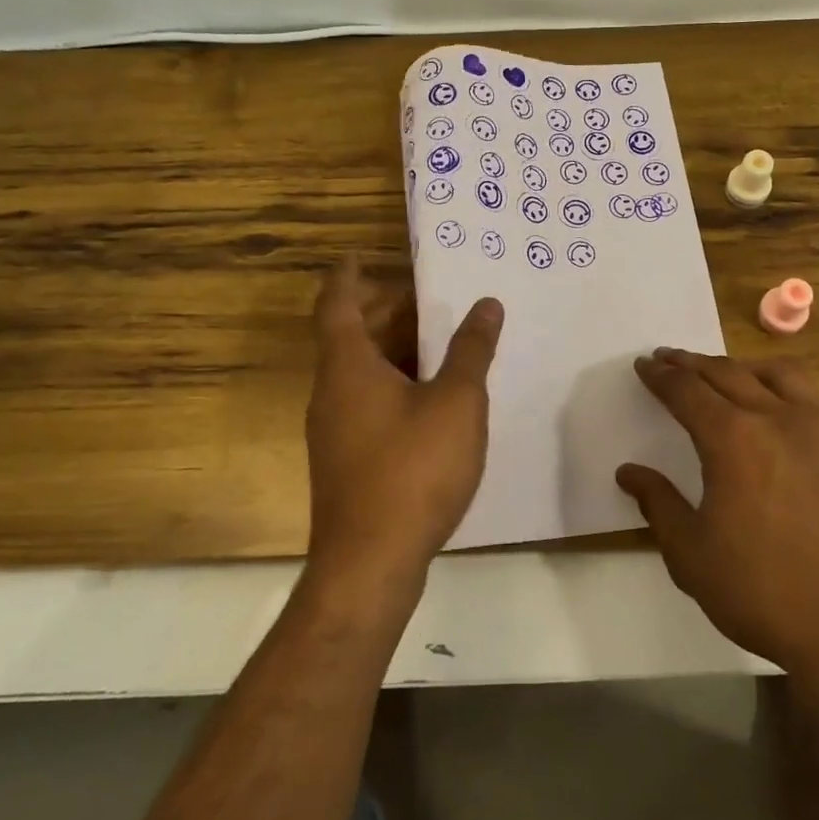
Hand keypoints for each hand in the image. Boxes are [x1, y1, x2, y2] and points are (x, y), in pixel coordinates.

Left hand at [304, 256, 502, 590]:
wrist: (369, 564)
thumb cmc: (412, 469)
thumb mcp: (455, 402)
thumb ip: (470, 350)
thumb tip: (486, 304)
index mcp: (347, 366)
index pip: (336, 303)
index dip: (347, 275)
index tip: (358, 255)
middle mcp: (332, 391)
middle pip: (350, 335)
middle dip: (384, 310)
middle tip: (426, 297)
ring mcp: (335, 429)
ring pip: (359, 370)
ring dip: (392, 348)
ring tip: (438, 340)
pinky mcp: (347, 459)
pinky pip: (366, 400)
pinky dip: (394, 382)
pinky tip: (431, 396)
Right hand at [616, 349, 818, 679]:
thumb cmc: (765, 593)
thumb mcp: (692, 556)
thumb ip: (658, 504)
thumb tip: (629, 472)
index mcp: (733, 440)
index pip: (686, 391)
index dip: (661, 376)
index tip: (643, 365)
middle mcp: (776, 418)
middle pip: (726, 373)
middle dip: (691, 363)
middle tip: (668, 358)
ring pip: (773, 373)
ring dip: (738, 366)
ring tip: (720, 372)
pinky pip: (809, 394)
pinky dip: (779, 383)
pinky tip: (775, 405)